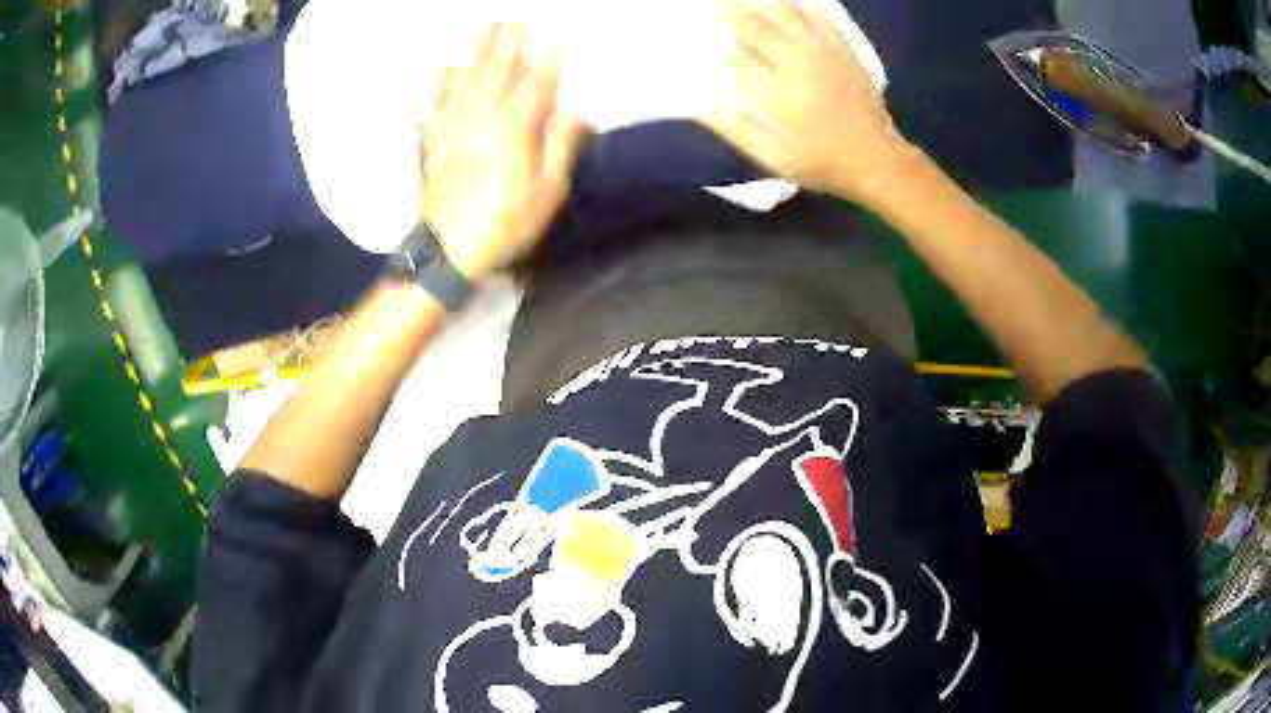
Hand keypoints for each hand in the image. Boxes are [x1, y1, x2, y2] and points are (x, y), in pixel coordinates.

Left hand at [419, 24, 588, 278]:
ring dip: (477, 48)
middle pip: (498, 69)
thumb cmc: (506, 222)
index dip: (549, 61)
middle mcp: (482, 116)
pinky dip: (441, 78)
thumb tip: (577, 113)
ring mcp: (454, 123)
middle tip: (518, 17)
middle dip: (510, 41)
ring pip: (466, 76)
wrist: (449, 249)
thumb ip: (561, 147)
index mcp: (515, 129)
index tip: (558, 39)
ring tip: (487, 26)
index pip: (537, 84)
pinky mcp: (434, 137)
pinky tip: (444, 63)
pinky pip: (436, 98)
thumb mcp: (548, 192)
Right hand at [703, 0, 911, 201]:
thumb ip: (737, 129)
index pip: (736, 57)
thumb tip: (697, 104)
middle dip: (730, 14)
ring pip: (786, 14)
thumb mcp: (775, 159)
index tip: (701, 37)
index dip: (715, 45)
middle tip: (713, 4)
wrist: (879, 160)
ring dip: (759, 2)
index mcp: (779, 92)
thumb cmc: (823, 163)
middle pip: (757, 27)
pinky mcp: (843, 50)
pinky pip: (818, 17)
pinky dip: (800, 5)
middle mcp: (800, 63)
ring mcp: (825, 52)